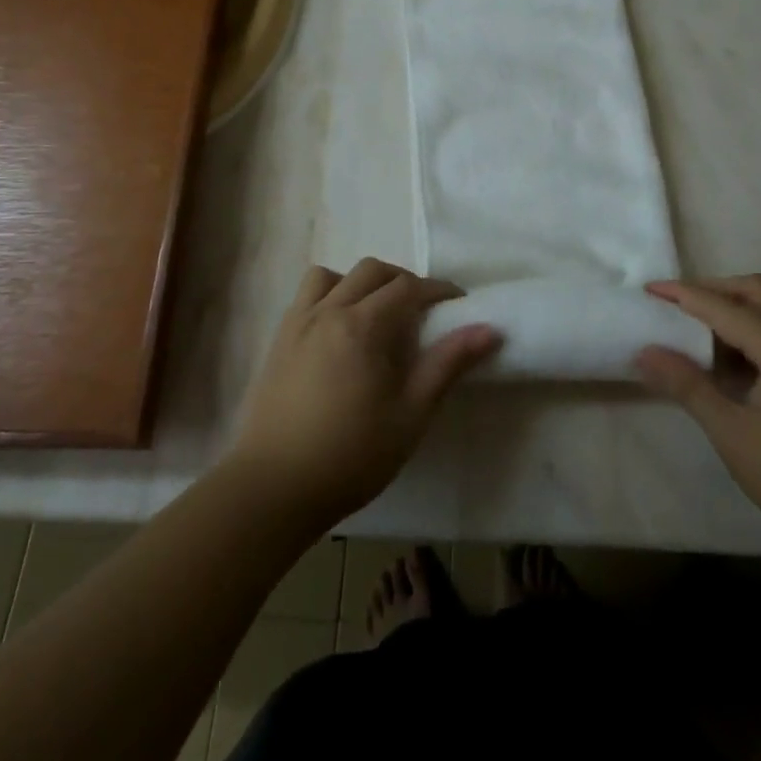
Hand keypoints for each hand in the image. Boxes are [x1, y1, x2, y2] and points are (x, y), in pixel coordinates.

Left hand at [229, 259, 501, 530]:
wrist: (272, 489)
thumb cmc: (350, 455)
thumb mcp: (411, 414)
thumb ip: (447, 365)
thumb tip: (489, 329)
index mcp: (363, 325)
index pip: (408, 287)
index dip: (438, 290)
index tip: (458, 304)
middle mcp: (328, 310)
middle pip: (372, 271)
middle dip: (403, 281)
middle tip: (422, 311)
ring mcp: (298, 323)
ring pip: (332, 275)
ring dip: (360, 282)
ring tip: (376, 314)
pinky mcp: (278, 341)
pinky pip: (306, 296)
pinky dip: (329, 295)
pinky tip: (338, 330)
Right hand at [635, 275, 760, 549]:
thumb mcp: (733, 434)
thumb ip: (688, 387)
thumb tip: (645, 352)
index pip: (720, 305)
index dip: (681, 294)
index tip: (647, 289)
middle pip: (754, 289)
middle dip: (712, 289)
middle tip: (676, 306)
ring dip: (738, 304)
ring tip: (704, 330)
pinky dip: (758, 324)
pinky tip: (741, 360)